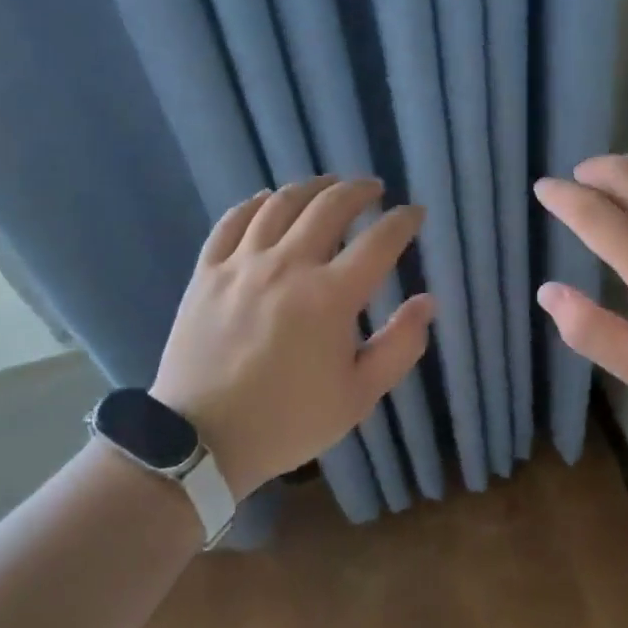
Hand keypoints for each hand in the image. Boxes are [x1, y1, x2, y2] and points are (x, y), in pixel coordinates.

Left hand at [150, 175, 433, 497]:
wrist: (199, 442)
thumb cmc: (287, 421)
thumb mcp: (358, 396)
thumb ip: (400, 346)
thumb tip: (428, 302)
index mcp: (330, 297)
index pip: (380, 241)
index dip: (403, 221)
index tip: (414, 213)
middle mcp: (288, 266)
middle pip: (330, 207)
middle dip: (359, 191)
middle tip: (373, 189)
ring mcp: (242, 264)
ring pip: (281, 204)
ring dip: (311, 187)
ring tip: (328, 185)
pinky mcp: (207, 272)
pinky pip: (233, 221)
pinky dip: (256, 203)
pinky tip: (269, 200)